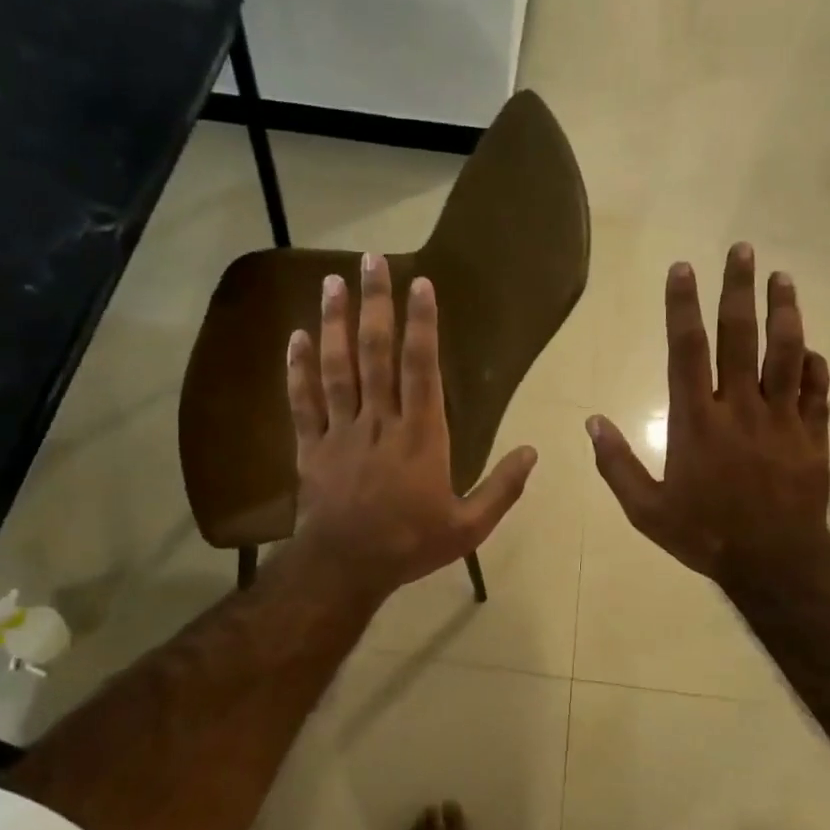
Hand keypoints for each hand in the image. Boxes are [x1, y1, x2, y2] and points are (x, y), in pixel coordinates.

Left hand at [286, 253, 537, 601]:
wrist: (345, 569)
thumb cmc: (410, 545)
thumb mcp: (469, 527)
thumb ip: (502, 488)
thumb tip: (534, 452)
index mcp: (420, 435)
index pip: (421, 367)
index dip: (421, 324)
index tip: (419, 284)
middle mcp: (379, 421)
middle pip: (375, 353)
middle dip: (375, 304)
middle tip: (371, 260)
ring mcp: (341, 431)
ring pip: (336, 367)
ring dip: (334, 322)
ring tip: (332, 282)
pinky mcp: (311, 447)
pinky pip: (303, 402)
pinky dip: (298, 369)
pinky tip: (296, 336)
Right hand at [587, 243, 829, 591]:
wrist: (774, 564)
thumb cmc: (704, 535)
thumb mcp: (646, 510)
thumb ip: (617, 464)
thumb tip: (592, 422)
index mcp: (696, 421)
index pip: (687, 350)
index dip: (683, 306)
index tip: (683, 269)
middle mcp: (740, 408)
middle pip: (740, 337)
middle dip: (738, 290)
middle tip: (743, 250)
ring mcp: (782, 420)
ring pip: (786, 354)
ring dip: (784, 313)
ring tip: (782, 279)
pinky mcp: (813, 436)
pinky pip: (817, 392)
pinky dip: (814, 367)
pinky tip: (811, 349)